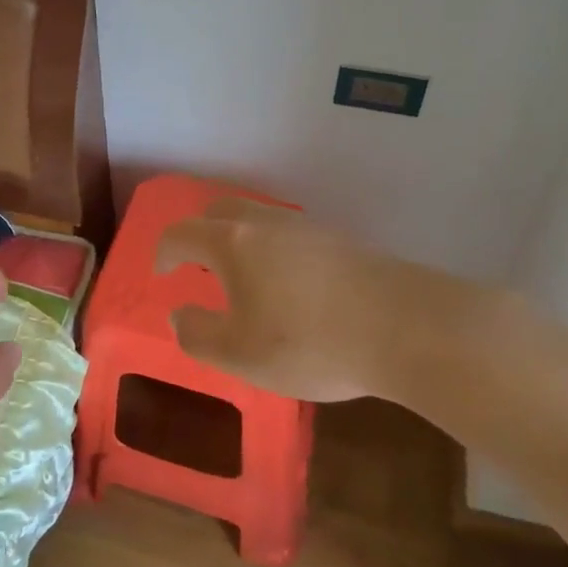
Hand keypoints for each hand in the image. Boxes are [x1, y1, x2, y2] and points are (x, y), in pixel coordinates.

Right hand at [156, 197, 492, 402]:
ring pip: (256, 219)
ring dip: (237, 239)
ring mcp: (305, 227)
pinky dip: (270, 248)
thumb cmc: (310, 341)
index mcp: (232, 243)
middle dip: (199, 234)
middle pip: (219, 212)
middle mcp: (264, 223)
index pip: (182, 234)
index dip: (164, 252)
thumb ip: (198, 334)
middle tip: (196, 265)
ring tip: (241, 276)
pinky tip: (286, 283)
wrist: (407, 326)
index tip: (160, 273)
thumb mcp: (241, 354)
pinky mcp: (338, 240)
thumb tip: (179, 314)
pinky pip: (287, 233)